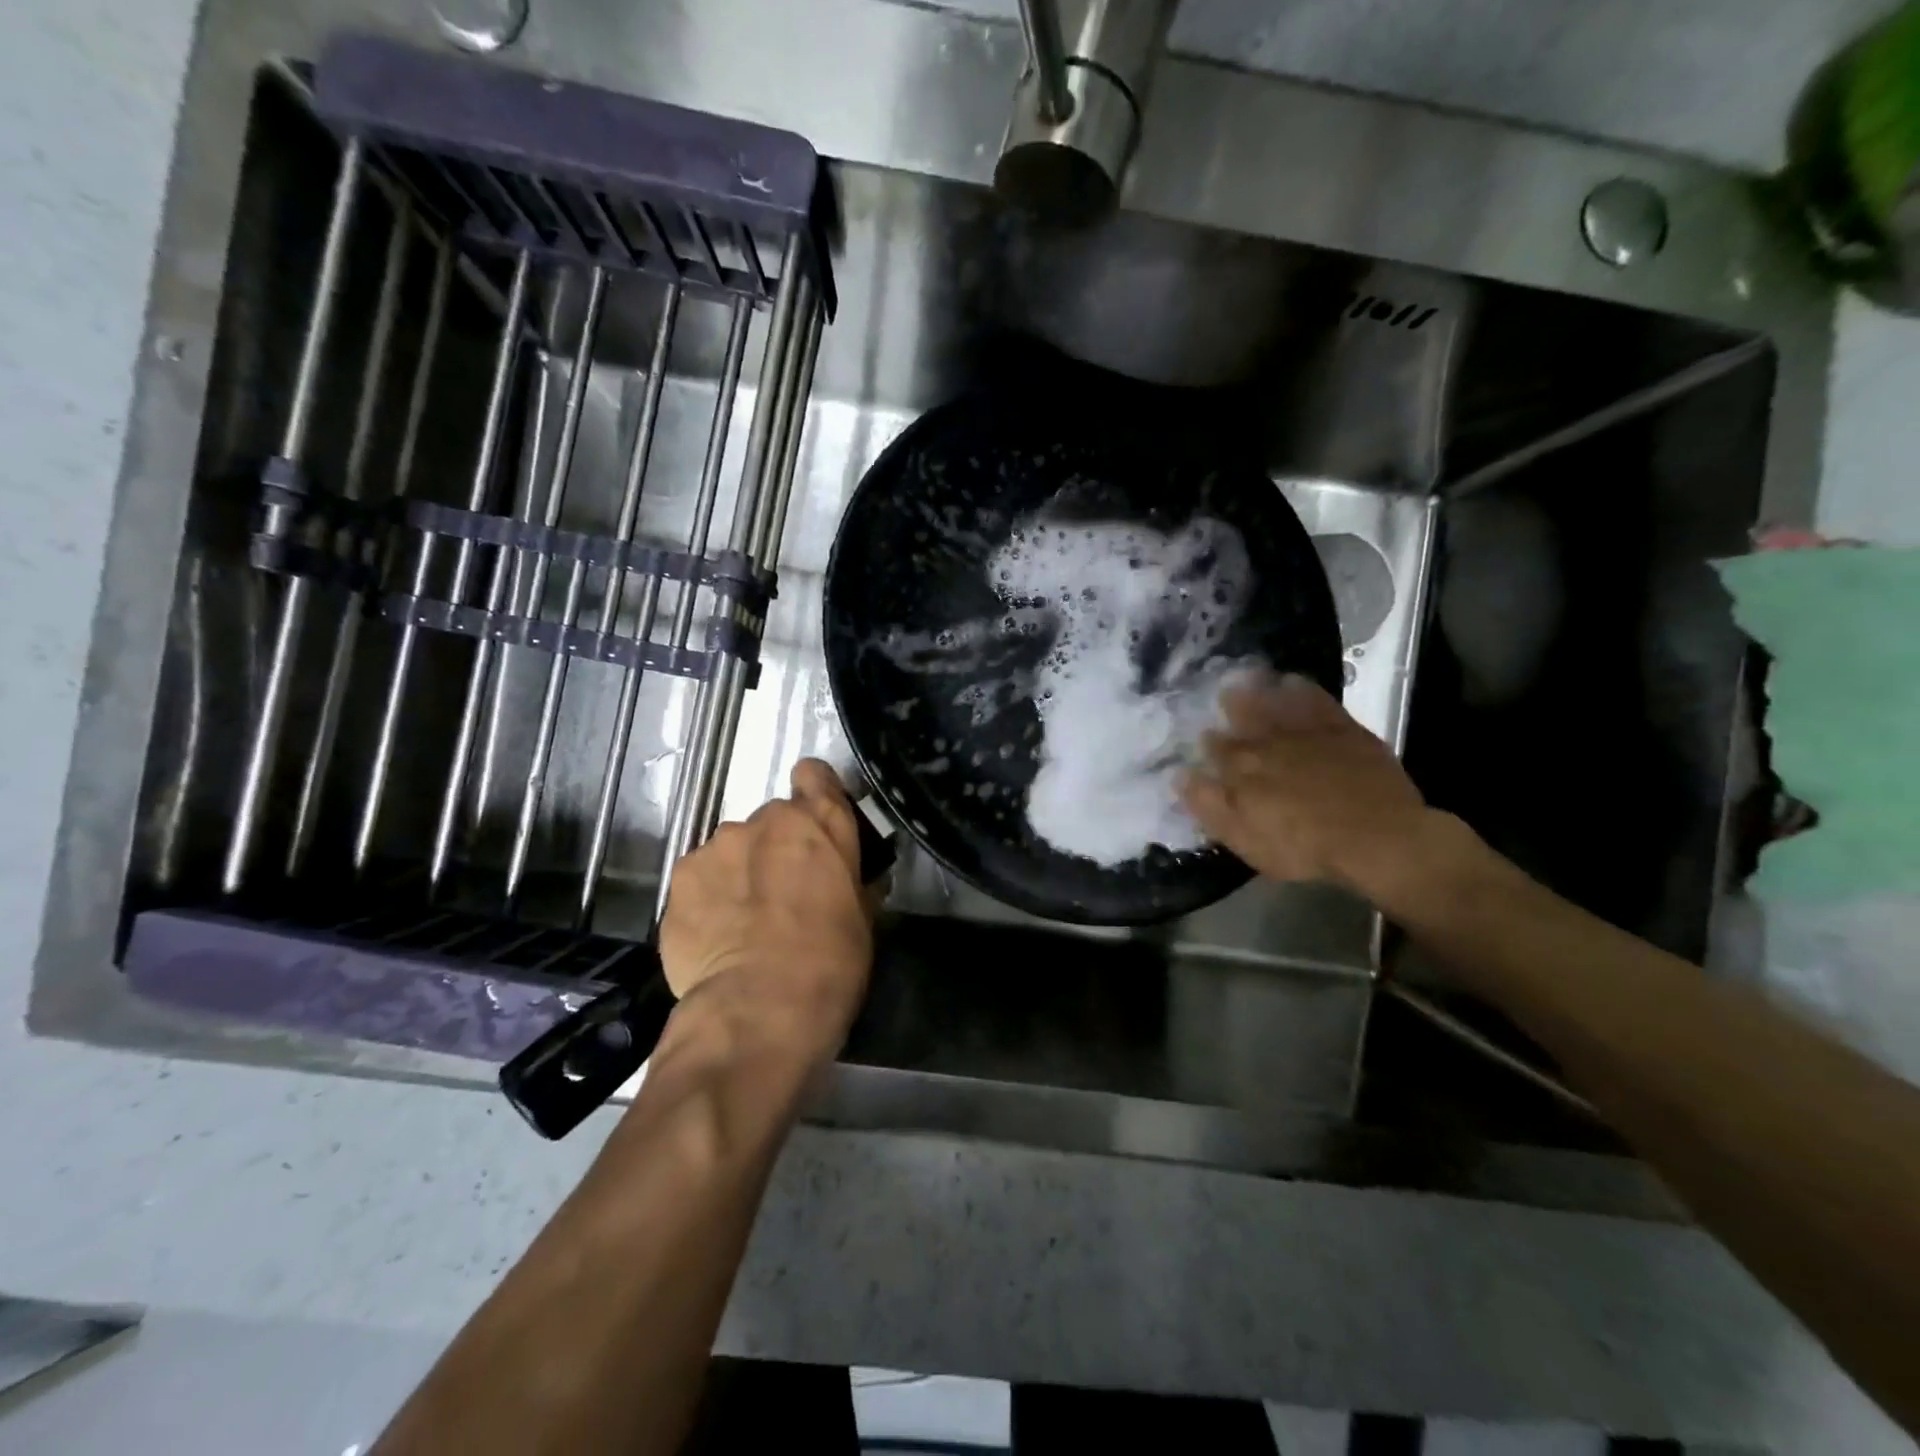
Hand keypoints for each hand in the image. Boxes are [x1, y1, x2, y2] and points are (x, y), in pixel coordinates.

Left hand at [658, 758, 874, 1056]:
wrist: (759, 1009)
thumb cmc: (830, 962)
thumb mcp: (863, 920)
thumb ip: (854, 883)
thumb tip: (857, 880)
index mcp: (819, 822)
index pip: (814, 774)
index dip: (814, 793)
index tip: (814, 824)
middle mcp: (765, 820)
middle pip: (772, 821)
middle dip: (777, 847)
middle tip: (782, 892)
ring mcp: (716, 847)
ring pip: (732, 849)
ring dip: (740, 872)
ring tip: (743, 921)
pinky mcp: (679, 879)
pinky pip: (700, 878)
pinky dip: (708, 897)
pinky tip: (715, 935)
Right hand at [1180, 672, 1438, 900]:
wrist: (1376, 837)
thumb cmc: (1304, 846)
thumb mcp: (1244, 839)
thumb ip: (1209, 805)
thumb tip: (1179, 776)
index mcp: (1241, 770)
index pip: (1215, 749)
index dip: (1207, 743)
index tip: (1203, 738)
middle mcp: (1267, 742)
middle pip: (1242, 717)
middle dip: (1230, 705)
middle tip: (1224, 693)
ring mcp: (1305, 732)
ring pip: (1274, 701)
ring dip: (1259, 689)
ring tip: (1249, 677)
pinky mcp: (1341, 728)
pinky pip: (1314, 699)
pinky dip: (1300, 688)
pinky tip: (1293, 682)